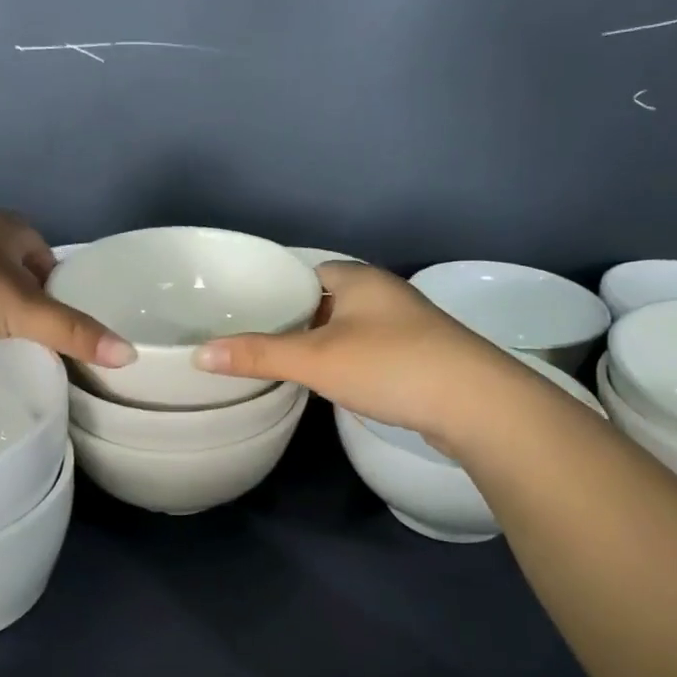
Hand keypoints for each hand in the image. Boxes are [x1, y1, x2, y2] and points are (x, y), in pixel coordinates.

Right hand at [191, 263, 510, 438]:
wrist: (476, 404)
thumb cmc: (389, 365)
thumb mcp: (316, 360)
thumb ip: (259, 355)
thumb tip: (200, 355)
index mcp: (358, 278)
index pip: (306, 271)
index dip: (275, 288)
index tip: (243, 310)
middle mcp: (384, 294)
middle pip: (326, 300)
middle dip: (295, 318)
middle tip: (253, 340)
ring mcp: (406, 326)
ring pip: (349, 327)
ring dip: (321, 341)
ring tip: (282, 362)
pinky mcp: (420, 357)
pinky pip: (369, 349)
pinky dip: (346, 360)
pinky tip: (330, 381)